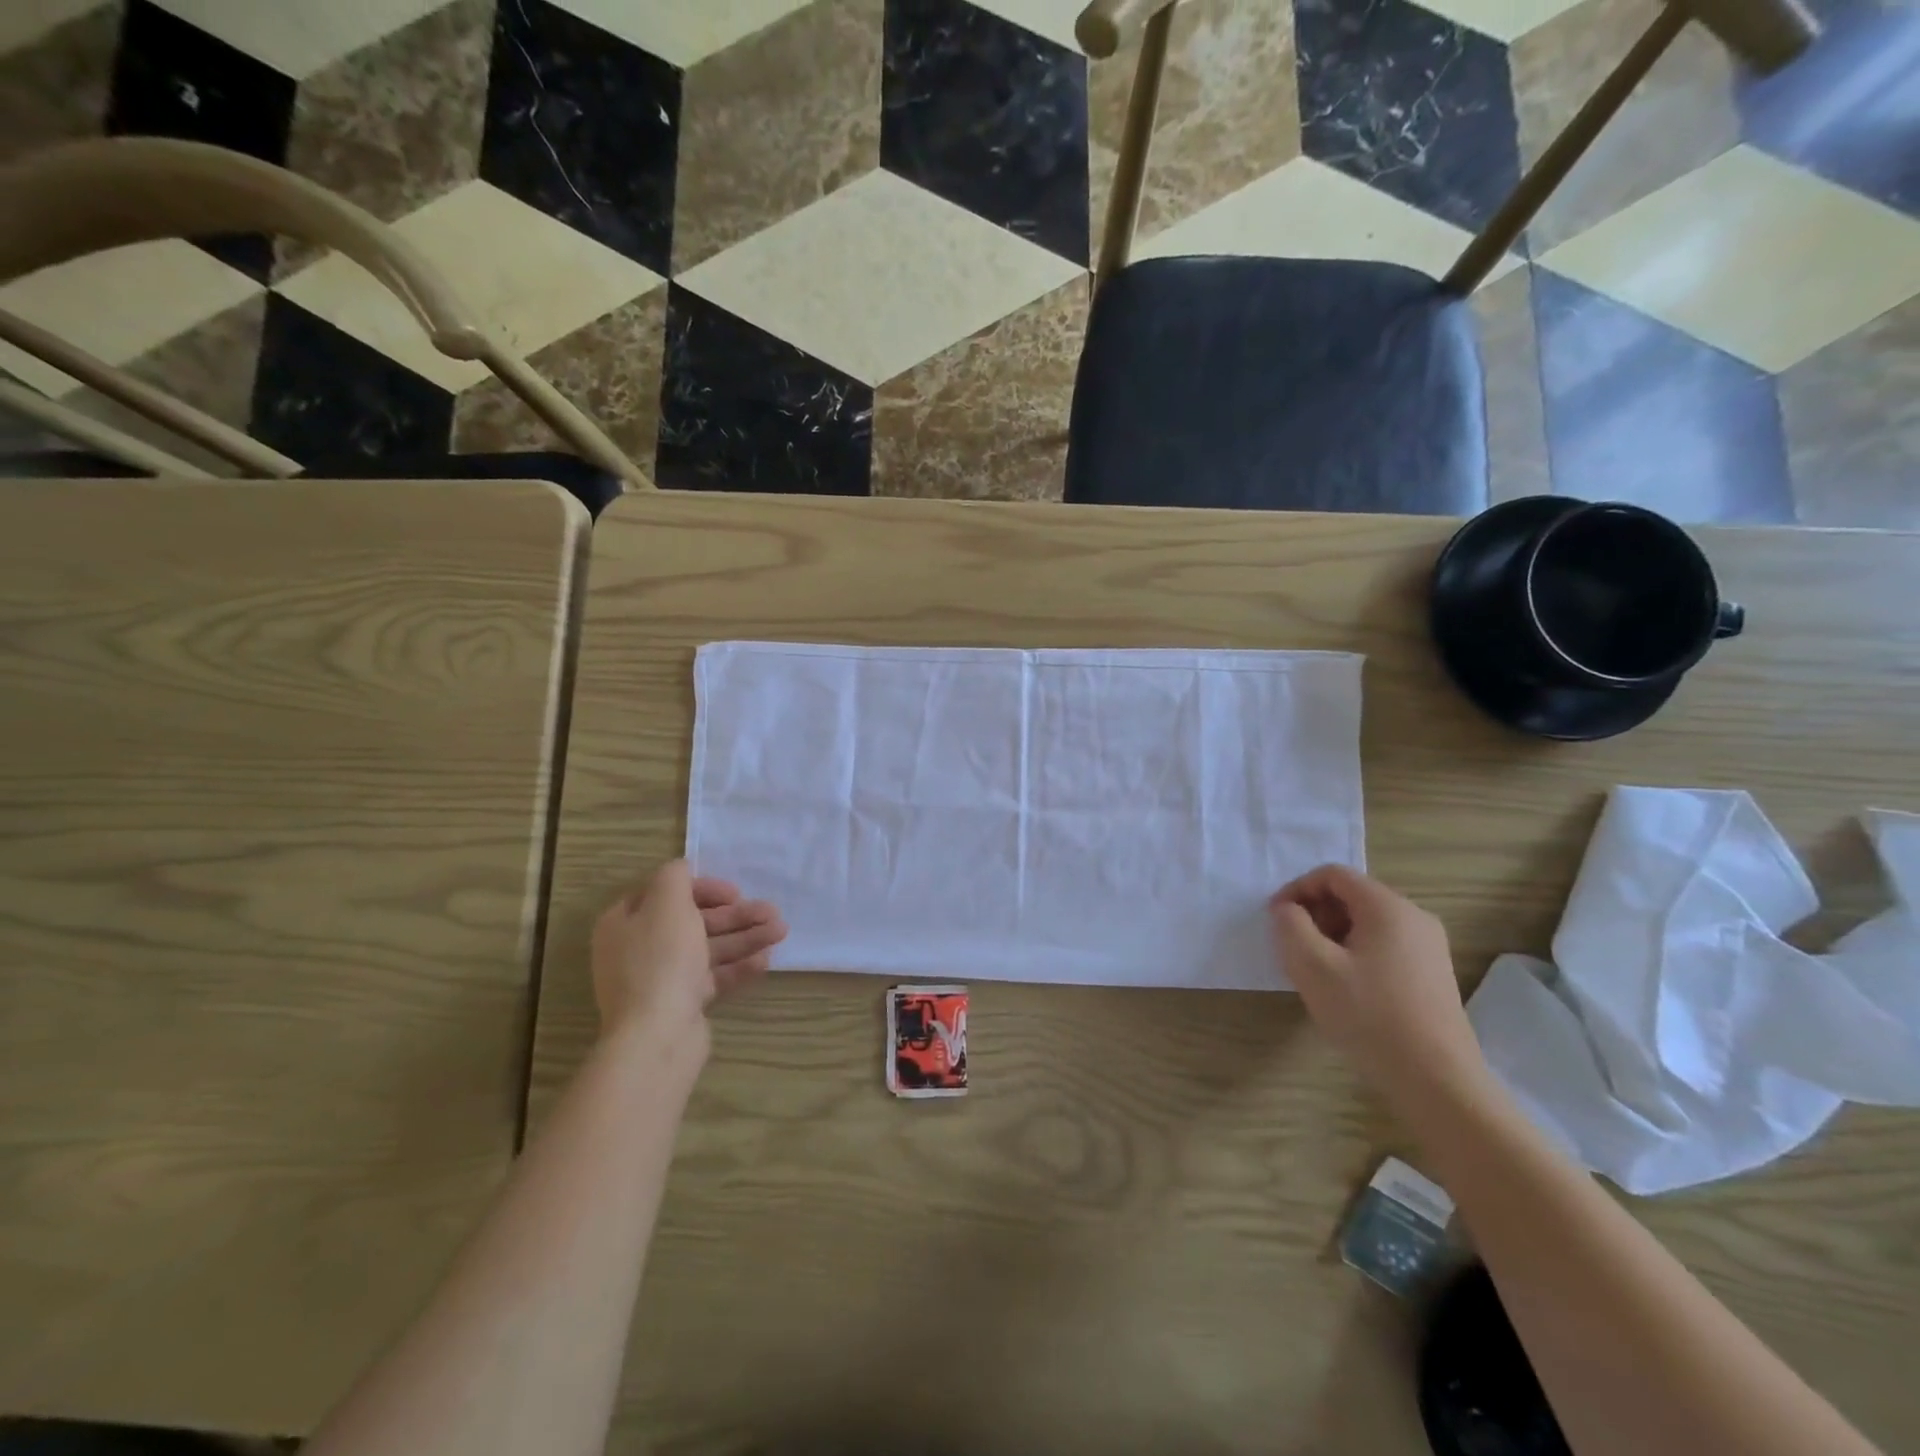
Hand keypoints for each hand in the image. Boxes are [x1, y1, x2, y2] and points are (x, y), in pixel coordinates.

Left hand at [591, 861, 786, 1057]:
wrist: (656, 1037)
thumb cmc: (661, 961)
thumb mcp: (667, 903)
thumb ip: (675, 877)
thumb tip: (681, 868)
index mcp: (625, 922)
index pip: (665, 894)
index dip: (703, 888)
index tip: (734, 892)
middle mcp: (639, 948)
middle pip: (693, 921)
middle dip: (734, 915)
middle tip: (771, 911)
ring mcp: (660, 979)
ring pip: (707, 949)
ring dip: (744, 937)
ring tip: (781, 931)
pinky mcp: (681, 1004)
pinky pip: (712, 977)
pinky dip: (738, 966)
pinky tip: (766, 960)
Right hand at [1269, 864, 1488, 1116]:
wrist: (1437, 1081)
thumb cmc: (1369, 1016)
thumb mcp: (1312, 966)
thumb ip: (1290, 926)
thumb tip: (1287, 910)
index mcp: (1388, 907)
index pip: (1333, 875)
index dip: (1297, 890)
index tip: (1275, 920)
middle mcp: (1414, 917)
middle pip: (1352, 896)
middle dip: (1315, 913)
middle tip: (1293, 947)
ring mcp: (1429, 946)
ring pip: (1367, 922)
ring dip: (1332, 935)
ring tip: (1315, 970)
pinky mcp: (1432, 973)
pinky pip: (1384, 945)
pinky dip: (1355, 952)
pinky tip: (1345, 988)